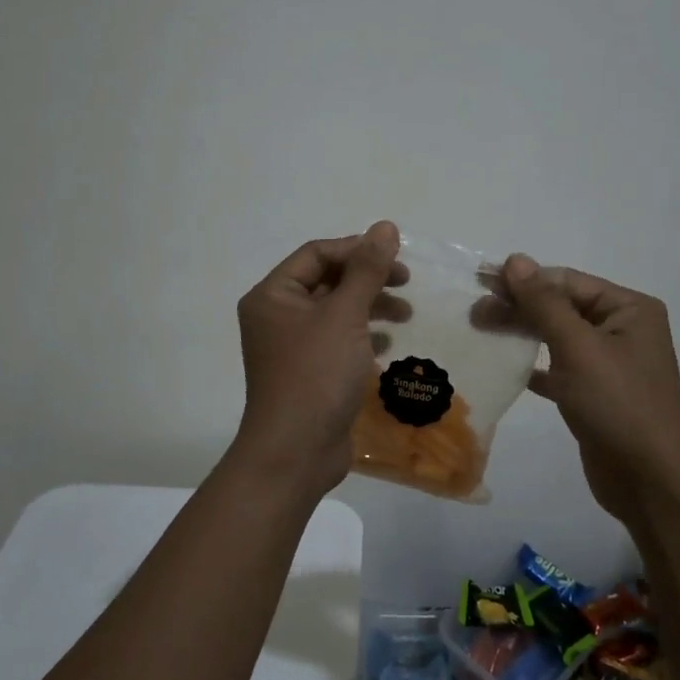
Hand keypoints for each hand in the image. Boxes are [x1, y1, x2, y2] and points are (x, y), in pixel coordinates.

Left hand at [231, 221, 404, 496]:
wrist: (296, 452)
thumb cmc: (316, 375)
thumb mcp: (345, 316)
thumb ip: (367, 269)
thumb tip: (384, 227)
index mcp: (273, 296)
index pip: (316, 254)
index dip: (357, 249)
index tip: (396, 258)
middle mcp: (276, 316)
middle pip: (327, 281)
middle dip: (368, 279)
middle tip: (406, 282)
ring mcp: (291, 347)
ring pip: (335, 311)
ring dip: (370, 306)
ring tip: (406, 314)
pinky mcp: (308, 372)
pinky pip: (337, 340)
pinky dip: (363, 335)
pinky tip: (388, 342)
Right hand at [500, 254, 679, 519]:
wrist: (651, 482)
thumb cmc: (619, 404)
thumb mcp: (579, 347)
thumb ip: (544, 303)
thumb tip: (515, 259)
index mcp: (629, 309)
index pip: (567, 281)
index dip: (523, 279)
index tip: (479, 281)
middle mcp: (621, 330)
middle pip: (561, 307)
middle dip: (518, 307)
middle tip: (474, 312)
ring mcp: (608, 364)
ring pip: (556, 337)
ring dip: (521, 332)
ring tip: (481, 330)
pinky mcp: (594, 394)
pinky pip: (558, 369)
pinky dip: (532, 365)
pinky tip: (504, 365)